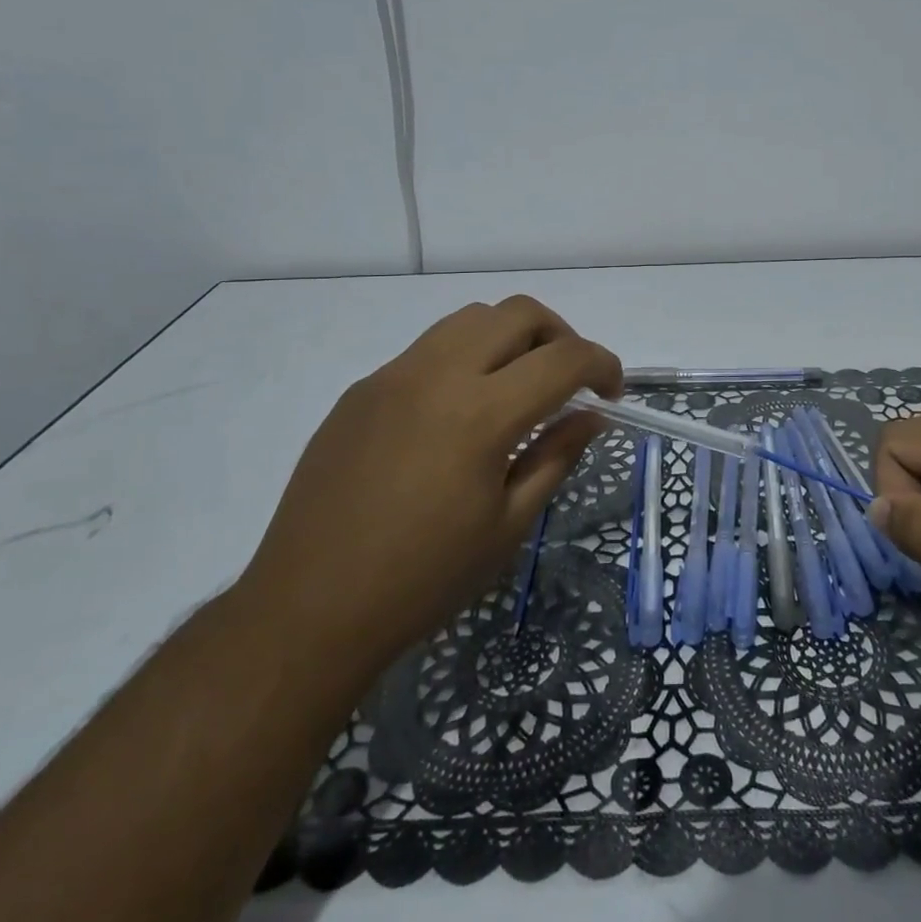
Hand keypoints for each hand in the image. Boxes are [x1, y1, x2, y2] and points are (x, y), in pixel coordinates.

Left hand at [241, 296, 620, 671]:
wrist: (308, 609)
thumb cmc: (423, 579)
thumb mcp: (508, 526)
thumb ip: (557, 457)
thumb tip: (591, 416)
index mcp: (481, 414)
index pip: (564, 358)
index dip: (603, 365)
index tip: (612, 392)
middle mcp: (438, 375)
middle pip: (518, 312)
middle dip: (560, 335)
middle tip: (568, 381)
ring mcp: (393, 376)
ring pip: (470, 318)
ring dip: (510, 337)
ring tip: (516, 386)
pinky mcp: (362, 389)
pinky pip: (428, 349)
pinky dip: (464, 360)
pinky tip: (457, 414)